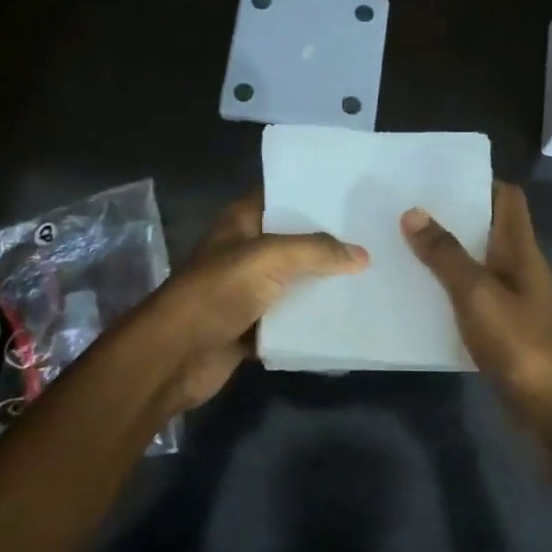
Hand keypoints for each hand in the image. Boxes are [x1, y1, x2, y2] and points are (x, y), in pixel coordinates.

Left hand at [140, 187, 367, 413]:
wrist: (175, 356)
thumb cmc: (217, 292)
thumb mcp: (269, 258)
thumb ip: (317, 250)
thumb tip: (362, 255)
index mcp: (241, 223)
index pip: (281, 197)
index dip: (313, 194)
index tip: (354, 197)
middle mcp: (244, 252)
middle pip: (293, 242)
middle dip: (329, 244)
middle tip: (376, 240)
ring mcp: (246, 291)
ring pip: (294, 284)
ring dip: (323, 286)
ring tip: (371, 279)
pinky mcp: (251, 328)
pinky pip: (289, 321)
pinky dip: (310, 323)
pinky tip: (347, 319)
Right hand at [402, 183, 551, 429]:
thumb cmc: (520, 342)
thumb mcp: (476, 293)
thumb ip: (445, 254)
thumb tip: (413, 212)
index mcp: (520, 249)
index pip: (508, 197)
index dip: (479, 180)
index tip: (438, 177)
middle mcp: (520, 266)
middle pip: (490, 227)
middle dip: (453, 216)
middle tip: (406, 208)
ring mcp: (514, 298)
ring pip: (478, 262)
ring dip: (448, 253)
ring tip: (402, 244)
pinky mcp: (504, 327)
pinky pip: (473, 295)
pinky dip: (449, 288)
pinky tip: (419, 293)